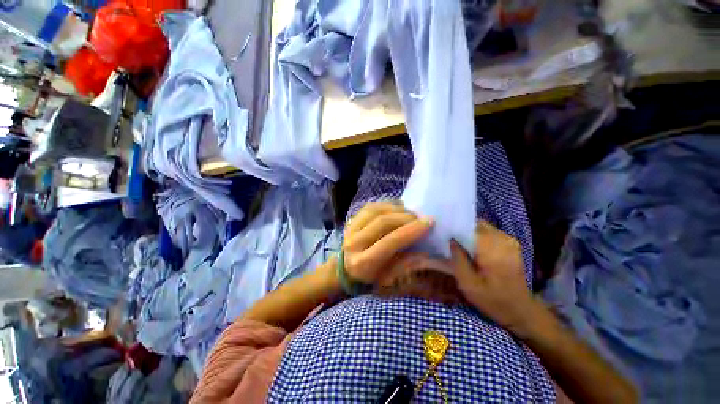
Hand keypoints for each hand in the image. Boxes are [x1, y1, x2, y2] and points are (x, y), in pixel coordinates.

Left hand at [343, 202, 433, 283]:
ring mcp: (349, 230)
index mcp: (363, 263)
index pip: (390, 241)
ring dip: (396, 209)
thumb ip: (406, 261)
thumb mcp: (390, 277)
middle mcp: (353, 244)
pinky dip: (386, 205)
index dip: (411, 230)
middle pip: (382, 222)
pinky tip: (397, 207)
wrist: (347, 270)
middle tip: (420, 217)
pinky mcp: (350, 221)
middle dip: (405, 217)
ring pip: (376, 211)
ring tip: (410, 212)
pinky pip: (370, 207)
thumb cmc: (371, 277)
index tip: (429, 222)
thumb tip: (425, 246)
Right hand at [451, 220, 538, 334]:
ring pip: (483, 227)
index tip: (444, 233)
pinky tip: (473, 248)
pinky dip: (479, 236)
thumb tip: (451, 240)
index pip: (469, 226)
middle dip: (462, 229)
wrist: (521, 310)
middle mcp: (502, 239)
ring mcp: (509, 241)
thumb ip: (458, 259)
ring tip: (460, 243)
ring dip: (470, 233)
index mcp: (491, 248)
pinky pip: (490, 233)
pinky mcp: (511, 244)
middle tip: (450, 239)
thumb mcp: (468, 283)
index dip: (455, 228)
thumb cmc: (492, 299)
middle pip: (476, 224)